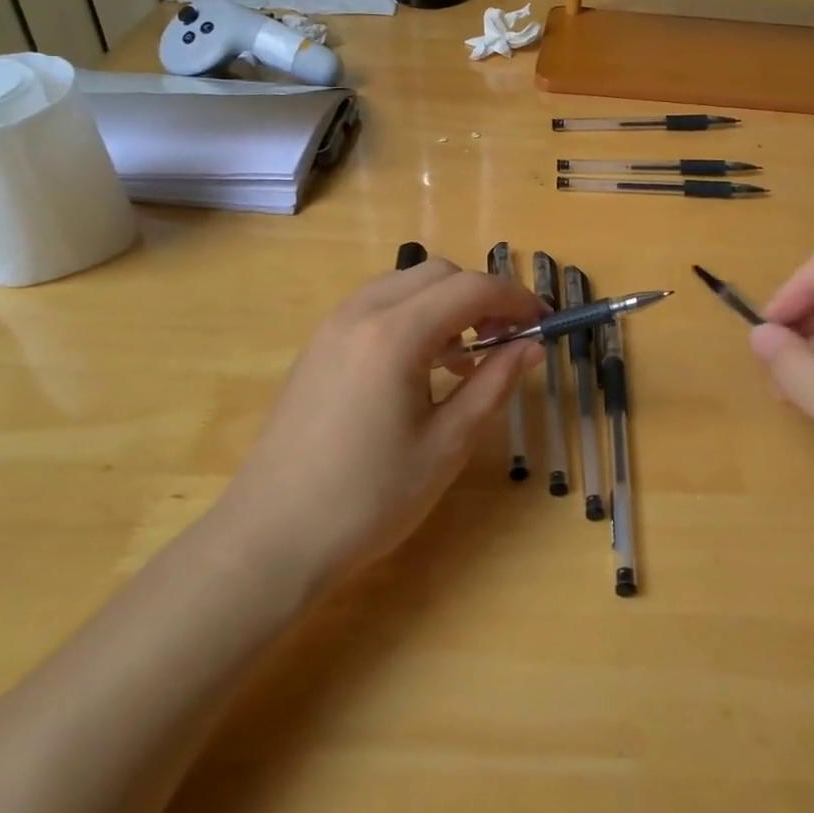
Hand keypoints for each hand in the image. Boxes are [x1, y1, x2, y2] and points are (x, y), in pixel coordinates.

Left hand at [219, 259, 543, 587]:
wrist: (269, 539)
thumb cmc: (368, 499)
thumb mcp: (446, 445)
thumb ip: (493, 385)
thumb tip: (532, 346)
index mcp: (396, 334)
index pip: (472, 288)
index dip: (516, 298)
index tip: (544, 322)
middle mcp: (362, 312)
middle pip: (439, 273)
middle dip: (482, 296)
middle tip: (508, 340)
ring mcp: (333, 325)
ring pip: (406, 283)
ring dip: (446, 302)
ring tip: (467, 355)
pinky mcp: (319, 344)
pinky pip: (378, 304)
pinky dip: (413, 314)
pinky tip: (422, 364)